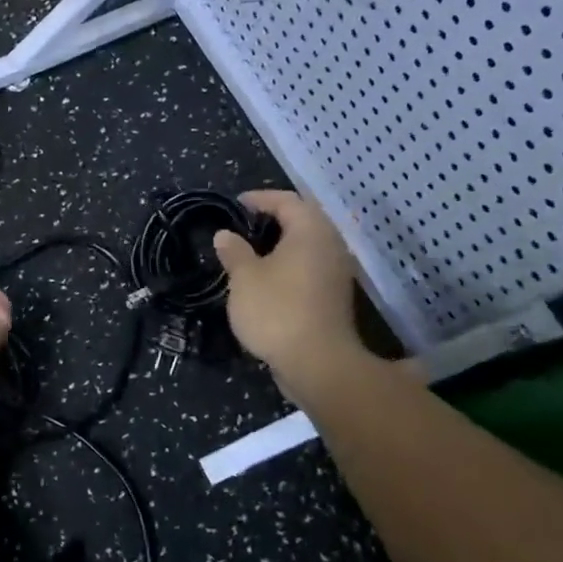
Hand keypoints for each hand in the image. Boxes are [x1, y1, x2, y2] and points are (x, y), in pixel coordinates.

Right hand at [213, 190, 367, 387]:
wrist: (318, 364)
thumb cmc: (277, 310)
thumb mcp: (244, 278)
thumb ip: (234, 252)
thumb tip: (225, 235)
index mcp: (310, 231)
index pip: (286, 201)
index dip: (260, 198)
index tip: (236, 204)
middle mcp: (330, 245)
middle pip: (303, 220)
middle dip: (274, 219)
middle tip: (244, 224)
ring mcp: (337, 272)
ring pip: (308, 245)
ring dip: (282, 243)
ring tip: (252, 251)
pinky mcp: (334, 296)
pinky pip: (310, 266)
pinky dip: (290, 263)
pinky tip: (268, 278)